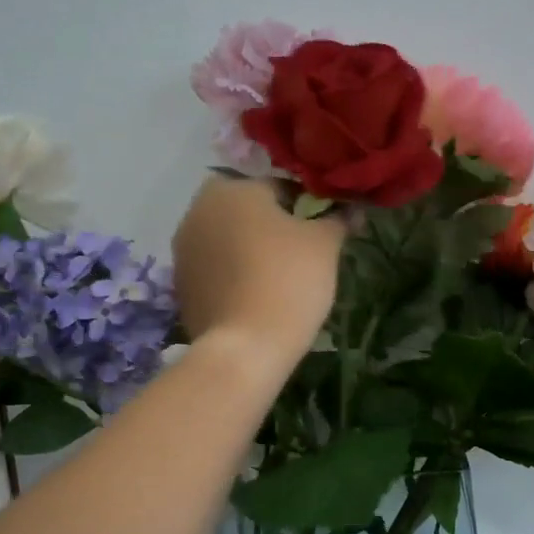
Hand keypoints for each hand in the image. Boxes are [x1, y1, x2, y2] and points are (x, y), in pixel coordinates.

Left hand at [172, 175, 345, 373]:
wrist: (246, 347)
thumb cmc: (288, 280)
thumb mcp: (324, 245)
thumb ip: (338, 219)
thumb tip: (353, 209)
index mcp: (231, 188)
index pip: (278, 186)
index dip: (305, 206)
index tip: (322, 229)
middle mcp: (198, 210)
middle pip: (246, 211)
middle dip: (271, 225)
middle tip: (300, 253)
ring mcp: (183, 249)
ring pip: (227, 239)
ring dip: (249, 249)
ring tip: (278, 277)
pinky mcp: (180, 284)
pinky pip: (215, 269)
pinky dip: (233, 275)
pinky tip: (255, 296)